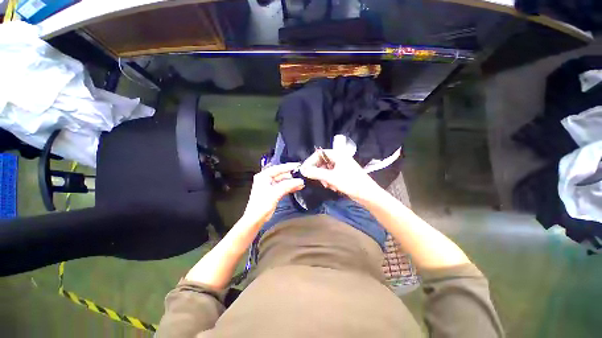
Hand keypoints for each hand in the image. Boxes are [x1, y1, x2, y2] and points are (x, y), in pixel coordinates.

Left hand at [242, 162, 304, 225]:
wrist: (256, 219)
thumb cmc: (261, 205)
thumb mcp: (275, 193)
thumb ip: (288, 185)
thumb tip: (299, 181)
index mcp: (263, 176)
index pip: (278, 168)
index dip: (288, 166)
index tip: (298, 165)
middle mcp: (266, 179)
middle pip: (281, 174)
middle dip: (291, 176)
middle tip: (301, 175)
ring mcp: (270, 186)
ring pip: (283, 181)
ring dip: (292, 182)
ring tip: (301, 183)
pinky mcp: (273, 192)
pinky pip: (283, 187)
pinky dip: (290, 187)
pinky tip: (297, 187)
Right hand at [300, 149, 382, 203]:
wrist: (368, 194)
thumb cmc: (350, 183)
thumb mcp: (331, 178)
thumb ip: (316, 173)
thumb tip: (302, 170)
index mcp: (337, 154)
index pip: (318, 154)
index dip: (310, 162)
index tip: (304, 171)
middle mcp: (338, 157)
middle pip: (321, 162)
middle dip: (318, 172)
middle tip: (317, 180)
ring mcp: (341, 165)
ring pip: (325, 169)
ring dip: (324, 178)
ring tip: (328, 185)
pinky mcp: (343, 173)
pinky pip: (331, 174)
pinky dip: (329, 180)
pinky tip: (333, 187)